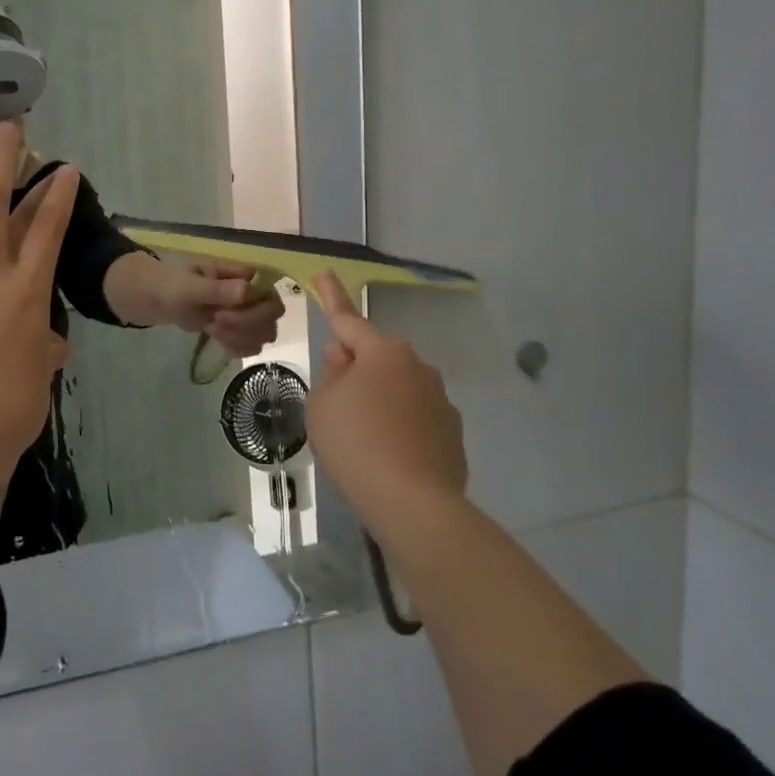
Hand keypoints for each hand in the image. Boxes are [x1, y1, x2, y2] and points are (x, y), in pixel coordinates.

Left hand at [165, 262, 284, 356]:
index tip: (220, 315)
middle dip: (244, 325)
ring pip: (264, 333)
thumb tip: (248, 290)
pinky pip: (252, 344)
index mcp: (243, 274)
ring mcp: (248, 312)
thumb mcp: (191, 286)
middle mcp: (252, 292)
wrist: (160, 299)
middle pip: (272, 315)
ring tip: (213, 329)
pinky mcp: (240, 330)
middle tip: (215, 322)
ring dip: (239, 337)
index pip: (269, 294)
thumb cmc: (174, 285)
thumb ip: (217, 289)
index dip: (252, 310)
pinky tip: (218, 339)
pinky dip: (237, 347)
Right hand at [306, 270, 465, 538]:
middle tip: (335, 400)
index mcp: (382, 353)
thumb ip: (331, 374)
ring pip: (397, 389)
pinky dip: (399, 427)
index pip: (348, 319)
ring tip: (361, 440)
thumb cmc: (355, 443)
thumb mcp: (322, 405)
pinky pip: (415, 418)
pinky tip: (388, 457)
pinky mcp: (452, 432)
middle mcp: (416, 366)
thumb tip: (345, 357)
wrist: (413, 503)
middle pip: (375, 358)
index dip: (332, 296)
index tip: (325, 272)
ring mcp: (439, 399)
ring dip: (379, 400)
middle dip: (355, 368)